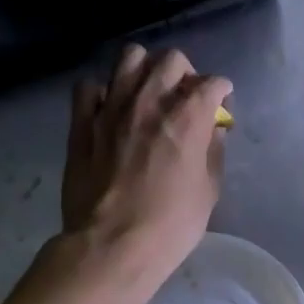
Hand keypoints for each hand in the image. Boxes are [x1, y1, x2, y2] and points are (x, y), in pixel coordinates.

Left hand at [61, 45, 231, 298]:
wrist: (111, 245)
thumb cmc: (170, 224)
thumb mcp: (209, 190)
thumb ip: (212, 152)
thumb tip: (211, 131)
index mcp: (188, 116)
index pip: (213, 83)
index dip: (221, 92)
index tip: (220, 105)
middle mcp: (151, 100)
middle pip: (172, 59)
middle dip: (185, 73)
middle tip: (184, 98)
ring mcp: (112, 107)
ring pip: (129, 58)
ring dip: (144, 69)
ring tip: (147, 92)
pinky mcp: (82, 122)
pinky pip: (89, 86)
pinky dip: (103, 92)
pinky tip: (110, 109)